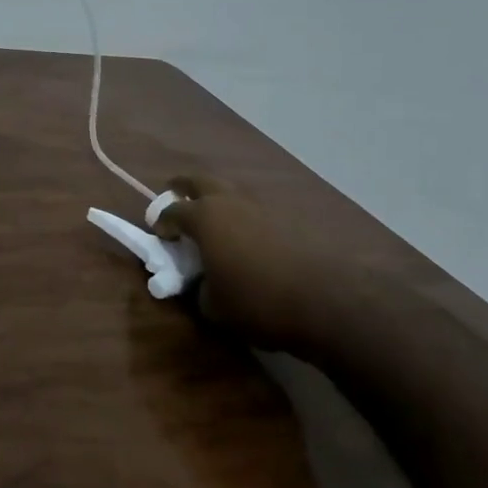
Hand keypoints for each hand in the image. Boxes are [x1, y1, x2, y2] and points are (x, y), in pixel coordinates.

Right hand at [154, 175, 341, 361]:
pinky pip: (257, 211)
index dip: (162, 222)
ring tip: (215, 222)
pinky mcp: (290, 221)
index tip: (160, 234)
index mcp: (205, 218)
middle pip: (201, 181)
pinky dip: (246, 219)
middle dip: (184, 186)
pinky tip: (248, 240)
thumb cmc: (257, 301)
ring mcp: (263, 208)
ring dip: (218, 201)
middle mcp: (231, 203)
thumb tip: (204, 284)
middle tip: (176, 195)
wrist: (326, 303)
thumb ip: (200, 289)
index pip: (173, 212)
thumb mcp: (214, 306)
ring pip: (233, 193)